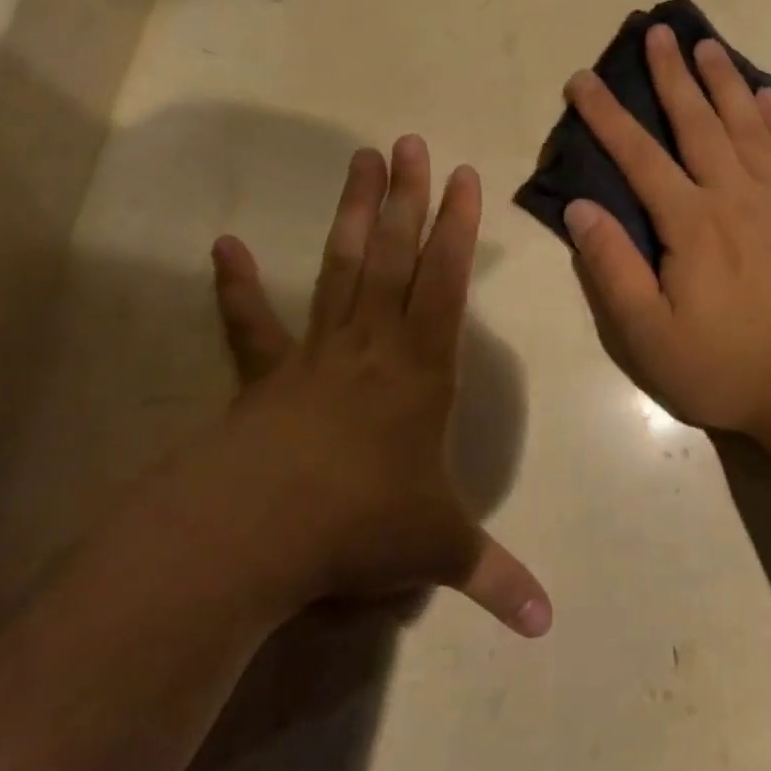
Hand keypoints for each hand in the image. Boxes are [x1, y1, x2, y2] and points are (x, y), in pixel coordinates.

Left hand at [124, 137, 550, 637]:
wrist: (256, 534)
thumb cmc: (360, 525)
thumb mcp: (438, 551)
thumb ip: (494, 579)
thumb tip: (547, 627)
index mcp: (421, 369)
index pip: (448, 283)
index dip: (460, 229)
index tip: (465, 176)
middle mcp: (373, 345)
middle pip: (396, 257)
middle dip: (408, 198)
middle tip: (408, 142)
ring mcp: (316, 353)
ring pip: (341, 269)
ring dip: (353, 216)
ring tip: (358, 161)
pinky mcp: (265, 376)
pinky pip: (251, 325)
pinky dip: (236, 287)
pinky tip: (223, 247)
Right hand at [562, 24, 770, 440]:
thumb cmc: (729, 366)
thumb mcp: (649, 335)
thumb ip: (612, 269)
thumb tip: (580, 209)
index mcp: (689, 222)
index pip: (638, 156)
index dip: (606, 116)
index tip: (583, 79)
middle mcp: (735, 195)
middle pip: (698, 122)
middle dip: (672, 75)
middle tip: (658, 31)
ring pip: (748, 125)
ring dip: (724, 82)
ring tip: (708, 45)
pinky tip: (769, 97)